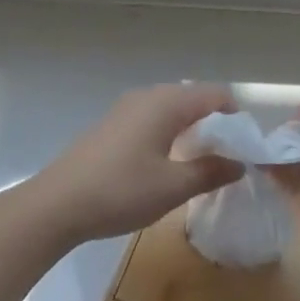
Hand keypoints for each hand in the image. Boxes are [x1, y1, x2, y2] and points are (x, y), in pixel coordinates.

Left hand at [28, 84, 242, 246]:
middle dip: (215, 124)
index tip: (244, 150)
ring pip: (172, 109)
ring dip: (191, 129)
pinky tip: (165, 164)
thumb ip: (211, 171)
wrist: (56, 205)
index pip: (216, 95)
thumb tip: (240, 163)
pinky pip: (153, 118)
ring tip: (198, 164)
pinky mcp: (112, 124)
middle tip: (225, 160)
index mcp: (168, 103)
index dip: (236, 119)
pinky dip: (169, 133)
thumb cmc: (120, 191)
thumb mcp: (173, 187)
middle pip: (195, 98)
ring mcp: (126, 108)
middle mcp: (148, 96)